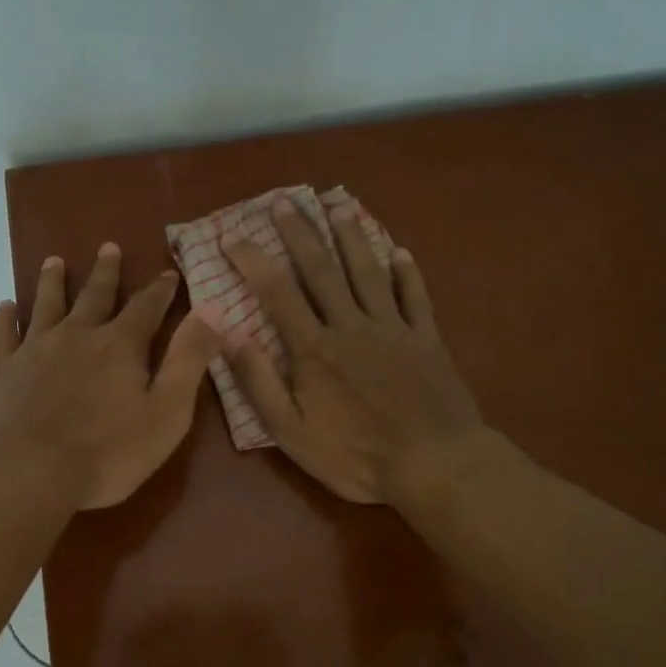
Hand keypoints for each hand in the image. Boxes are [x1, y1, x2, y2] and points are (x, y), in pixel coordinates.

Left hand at [0, 244, 222, 509]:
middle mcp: (77, 335)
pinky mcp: (2, 370)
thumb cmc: (107, 452)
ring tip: (55, 261)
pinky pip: (4, 334)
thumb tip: (214, 309)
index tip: (168, 272)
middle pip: (94, 295)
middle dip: (106, 272)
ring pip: (46, 305)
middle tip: (108, 247)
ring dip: (53, 281)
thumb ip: (189, 359)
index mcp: (120, 345)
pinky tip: (5, 307)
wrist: (28, 473)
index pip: (146, 307)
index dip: (160, 289)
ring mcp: (35, 350)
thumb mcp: (167, 412)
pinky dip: (6, 317)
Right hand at [222, 199, 487, 505]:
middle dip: (300, 233)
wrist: (435, 465)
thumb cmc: (356, 456)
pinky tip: (400, 252)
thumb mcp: (292, 433)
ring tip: (338, 207)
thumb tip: (229, 335)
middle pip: (322, 270)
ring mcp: (393, 329)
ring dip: (351, 238)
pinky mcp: (427, 339)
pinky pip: (415, 297)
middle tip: (285, 200)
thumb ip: (259, 383)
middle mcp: (352, 326)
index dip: (253, 260)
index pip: (277, 292)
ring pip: (368, 272)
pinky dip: (407, 273)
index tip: (233, 235)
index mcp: (315, 349)